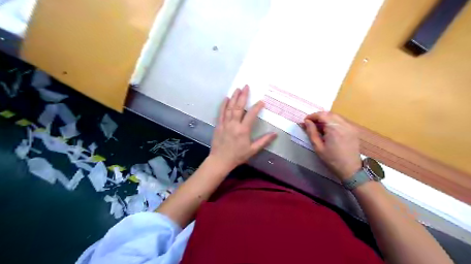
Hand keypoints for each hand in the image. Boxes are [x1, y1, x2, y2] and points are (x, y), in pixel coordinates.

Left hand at [209, 85, 276, 170]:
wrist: (220, 160)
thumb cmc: (237, 156)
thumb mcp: (252, 150)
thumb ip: (264, 141)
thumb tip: (275, 134)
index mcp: (243, 130)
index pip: (251, 115)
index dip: (257, 107)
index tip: (261, 101)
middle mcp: (234, 124)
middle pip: (238, 107)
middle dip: (243, 96)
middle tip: (246, 86)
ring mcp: (225, 124)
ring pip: (229, 108)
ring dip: (234, 97)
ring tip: (237, 89)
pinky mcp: (219, 125)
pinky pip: (221, 113)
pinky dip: (223, 105)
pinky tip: (226, 98)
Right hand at [304, 113, 361, 180]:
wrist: (350, 169)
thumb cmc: (331, 159)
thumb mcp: (318, 147)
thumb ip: (311, 132)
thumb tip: (306, 121)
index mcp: (334, 128)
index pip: (321, 115)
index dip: (312, 116)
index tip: (305, 121)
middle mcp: (343, 124)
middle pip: (329, 114)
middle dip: (318, 117)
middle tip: (310, 124)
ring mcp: (350, 126)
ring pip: (335, 116)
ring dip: (325, 119)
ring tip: (318, 127)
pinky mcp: (353, 130)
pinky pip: (341, 121)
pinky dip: (333, 122)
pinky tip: (328, 130)